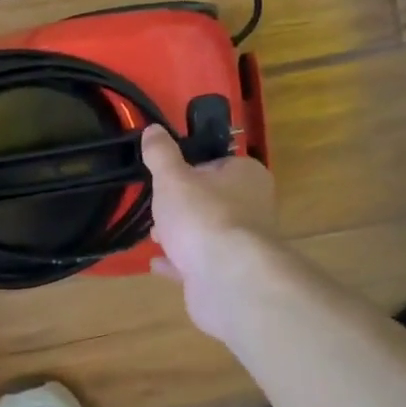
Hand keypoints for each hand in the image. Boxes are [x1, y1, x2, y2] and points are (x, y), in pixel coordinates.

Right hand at [142, 125, 277, 341]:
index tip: (165, 177)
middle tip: (156, 208)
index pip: (218, 164)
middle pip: (212, 200)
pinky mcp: (230, 275)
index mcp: (246, 175)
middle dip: (182, 205)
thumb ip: (161, 154)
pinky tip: (156, 263)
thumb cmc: (202, 215)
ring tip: (152, 235)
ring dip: (181, 234)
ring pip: (206, 233)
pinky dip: (179, 263)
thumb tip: (153, 129)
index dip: (190, 169)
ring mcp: (243, 245)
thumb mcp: (172, 178)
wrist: (227, 278)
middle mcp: (252, 207)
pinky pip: (200, 264)